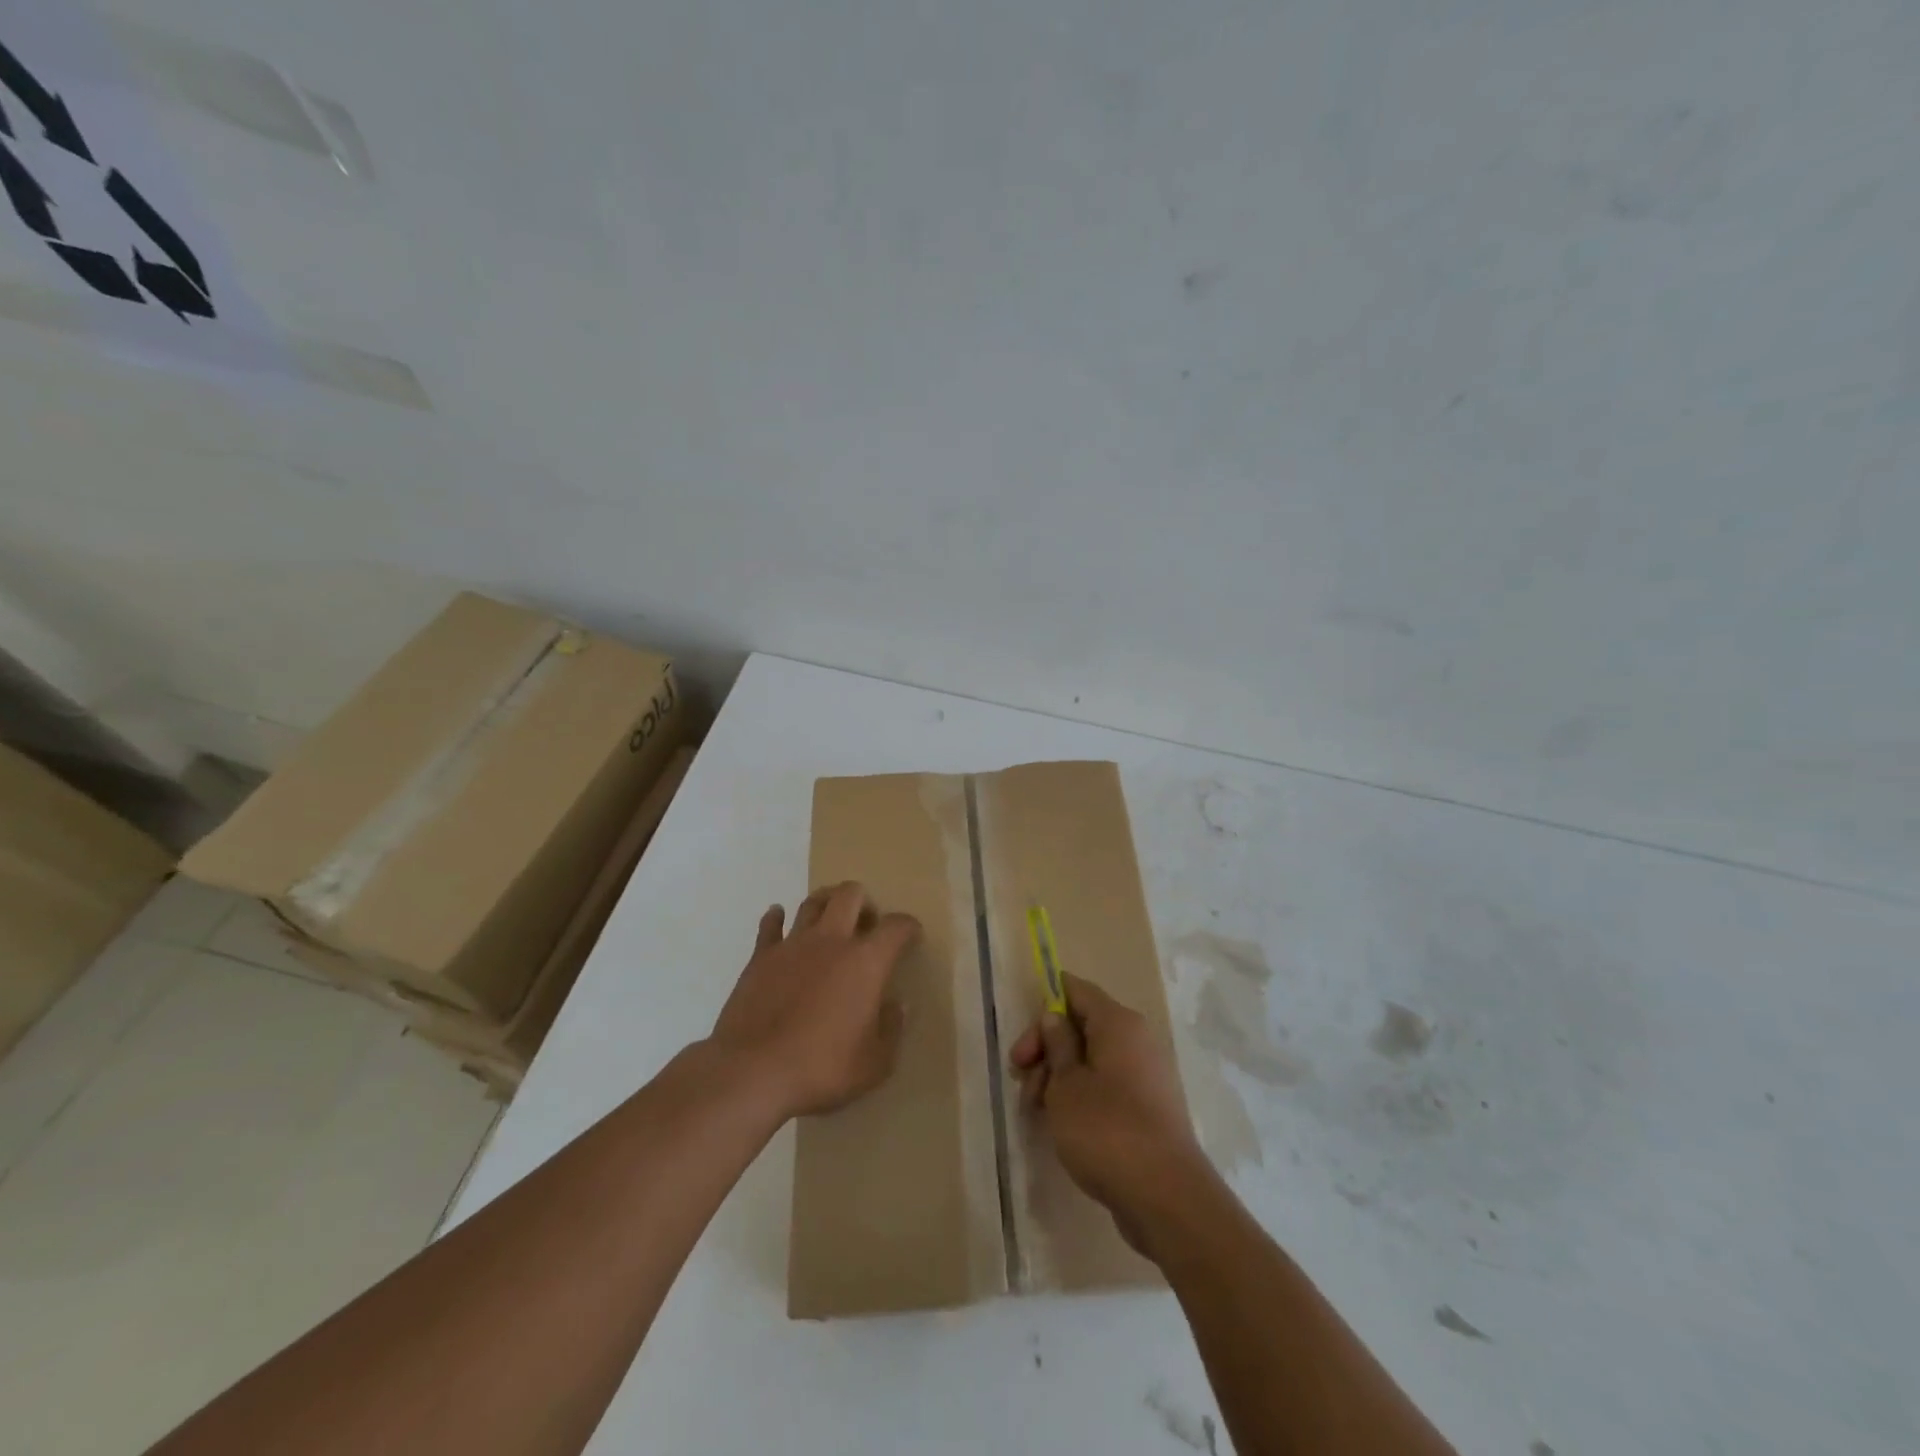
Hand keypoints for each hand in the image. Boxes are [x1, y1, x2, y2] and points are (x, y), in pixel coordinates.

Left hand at [707, 882, 918, 1119]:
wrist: (752, 1072)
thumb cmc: (822, 1068)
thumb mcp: (874, 1063)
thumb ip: (891, 1029)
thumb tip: (897, 1005)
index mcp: (866, 962)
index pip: (896, 927)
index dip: (908, 927)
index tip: (912, 935)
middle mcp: (831, 941)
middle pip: (850, 895)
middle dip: (864, 901)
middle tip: (867, 923)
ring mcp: (792, 945)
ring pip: (812, 903)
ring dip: (825, 902)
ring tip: (830, 917)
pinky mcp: (760, 957)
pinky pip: (770, 926)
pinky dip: (776, 918)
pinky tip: (779, 918)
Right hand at [1010, 972, 1209, 1254]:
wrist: (1166, 1198)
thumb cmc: (1106, 1129)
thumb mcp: (1066, 1084)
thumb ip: (1056, 1045)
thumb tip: (1055, 1017)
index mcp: (1118, 1023)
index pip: (1076, 990)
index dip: (1045, 1004)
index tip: (1023, 1040)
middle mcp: (1136, 1040)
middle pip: (1080, 1026)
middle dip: (1046, 1049)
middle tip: (1019, 1078)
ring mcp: (1144, 1075)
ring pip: (1090, 1060)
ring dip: (1057, 1077)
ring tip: (1035, 1110)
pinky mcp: (1146, 1108)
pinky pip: (1105, 1086)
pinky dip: (1079, 1096)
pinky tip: (1059, 1124)